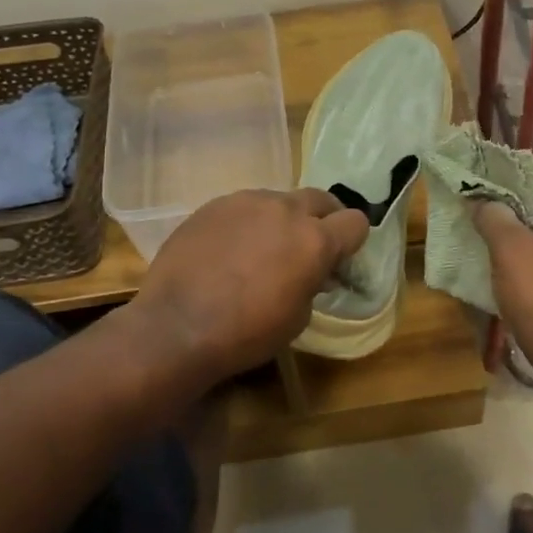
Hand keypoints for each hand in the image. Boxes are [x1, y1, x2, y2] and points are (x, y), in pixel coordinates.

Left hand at [132, 188, 368, 385]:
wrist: (176, 325)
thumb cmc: (246, 333)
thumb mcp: (297, 318)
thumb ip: (312, 283)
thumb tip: (312, 272)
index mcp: (314, 239)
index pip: (355, 222)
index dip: (352, 241)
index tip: (340, 259)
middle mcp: (284, 209)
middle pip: (321, 199)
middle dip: (323, 220)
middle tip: (310, 247)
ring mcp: (246, 201)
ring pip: (279, 200)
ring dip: (282, 220)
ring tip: (263, 250)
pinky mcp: (214, 204)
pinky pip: (244, 207)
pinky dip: (248, 223)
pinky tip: (229, 251)